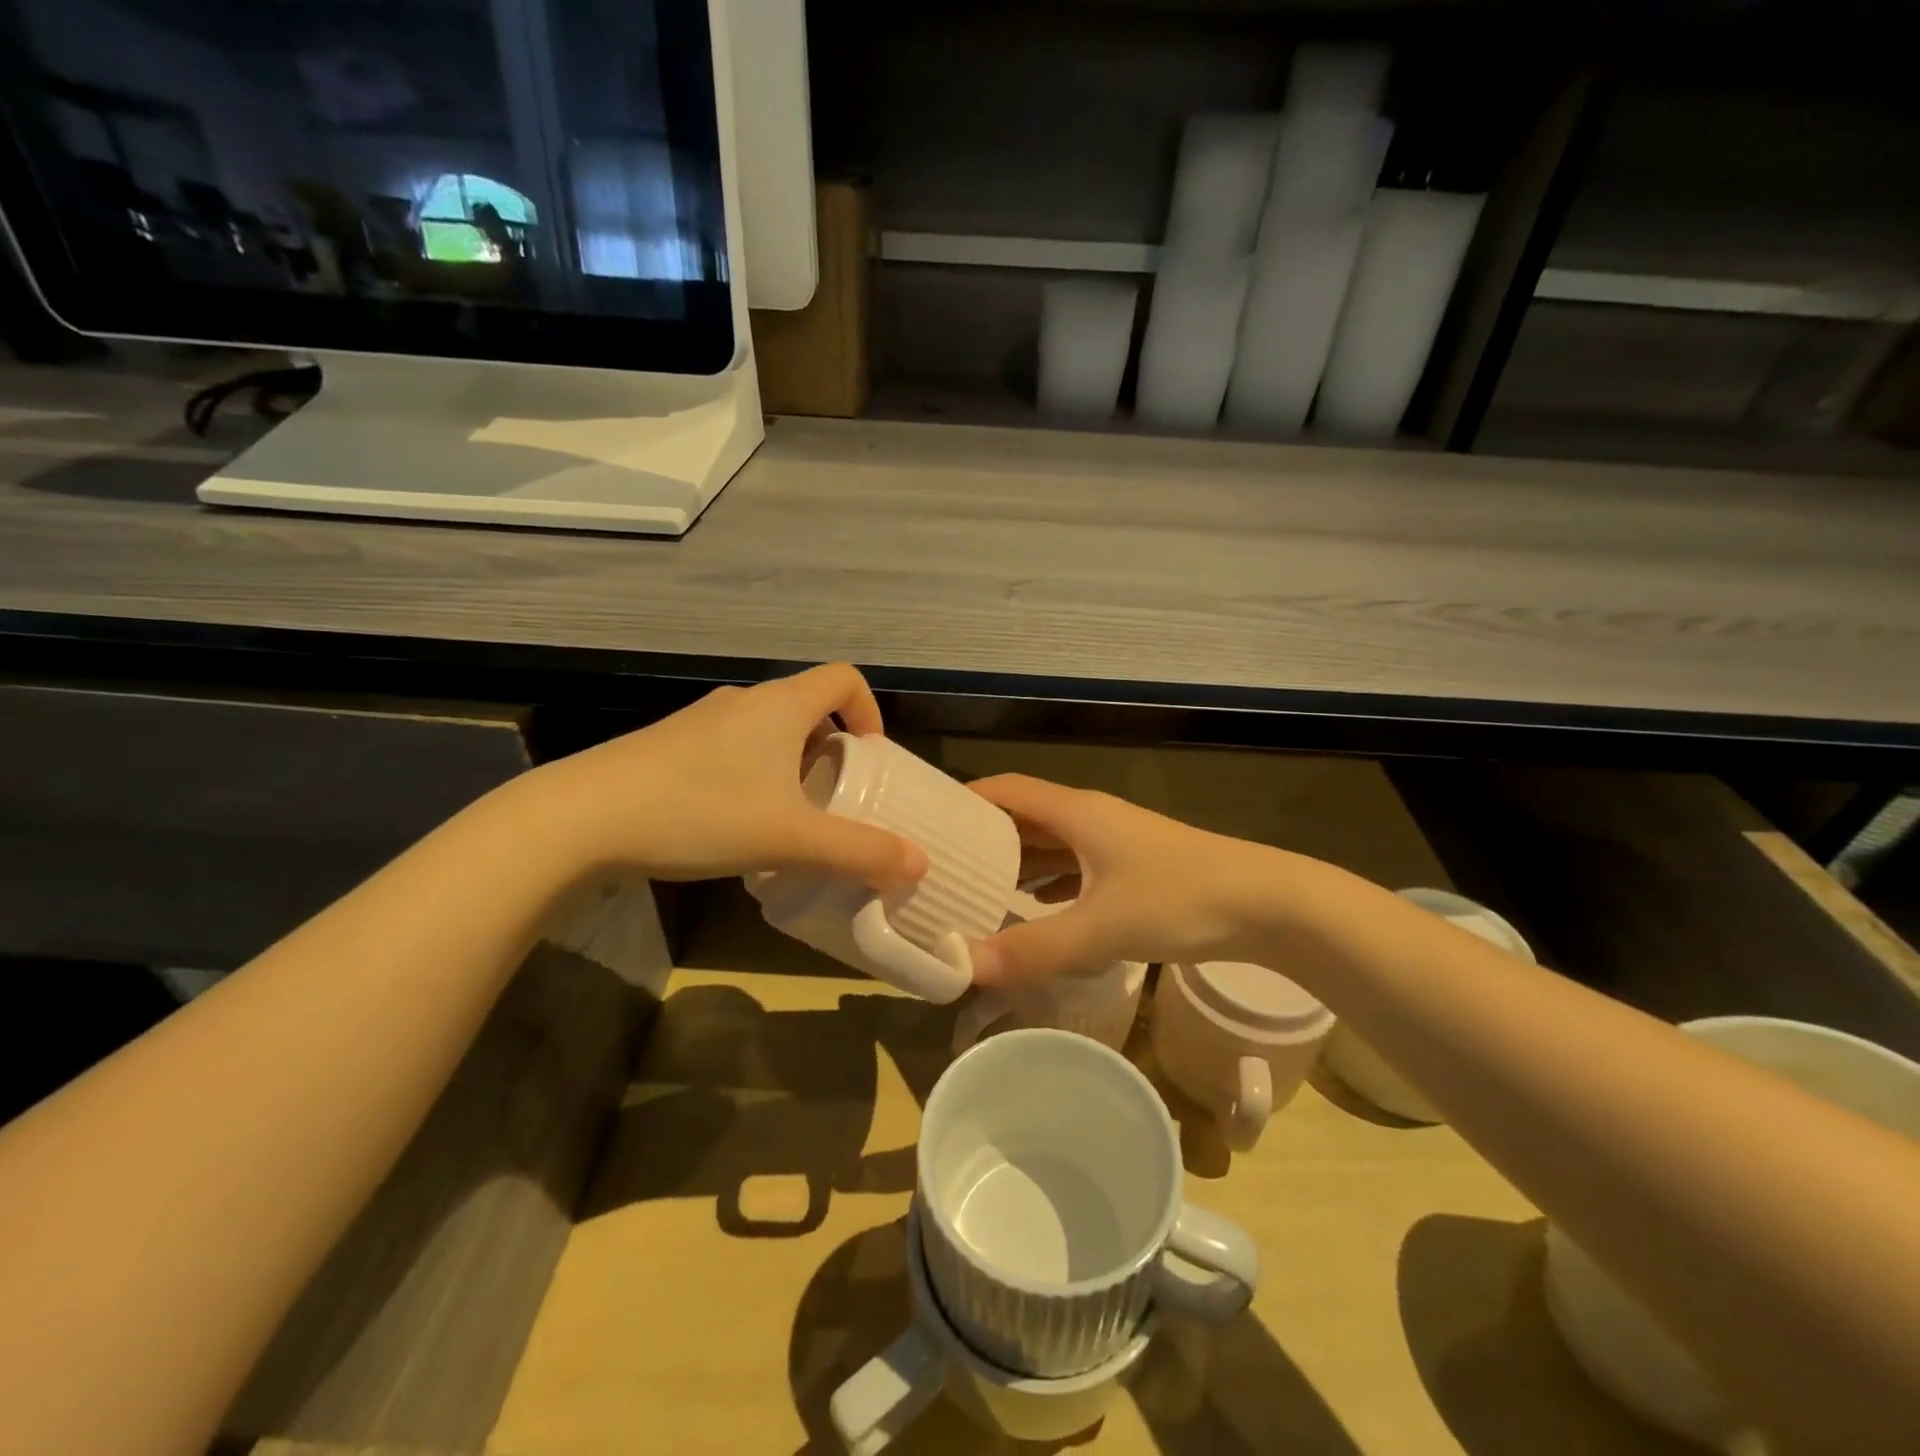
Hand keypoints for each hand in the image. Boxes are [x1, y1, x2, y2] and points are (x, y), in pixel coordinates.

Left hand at [523, 664, 927, 887]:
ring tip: (789, 815)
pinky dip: (753, 771)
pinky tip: (734, 820)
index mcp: (781, 706)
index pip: (844, 679)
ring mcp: (701, 720)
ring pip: (767, 728)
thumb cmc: (700, 813)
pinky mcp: (670, 743)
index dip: (869, 712)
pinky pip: (732, 746)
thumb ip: (859, 850)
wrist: (581, 818)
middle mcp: (744, 701)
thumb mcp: (789, 838)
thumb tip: (919, 863)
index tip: (870, 759)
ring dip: (791, 762)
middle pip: (808, 705)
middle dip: (832, 748)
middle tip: (835, 797)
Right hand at [966, 774, 1296, 986]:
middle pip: (1024, 817)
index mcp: (1075, 813)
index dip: (965, 800)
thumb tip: (963, 968)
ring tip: (973, 890)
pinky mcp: (1132, 867)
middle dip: (983, 838)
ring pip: (1050, 844)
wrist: (1268, 904)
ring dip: (1015, 862)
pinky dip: (1047, 882)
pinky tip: (1032, 907)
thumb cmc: (1180, 899)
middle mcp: (1090, 818)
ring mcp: (1113, 842)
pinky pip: (1074, 866)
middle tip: (940, 868)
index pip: (1005, 790)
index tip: (927, 823)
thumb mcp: (1101, 928)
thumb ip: (1033, 949)